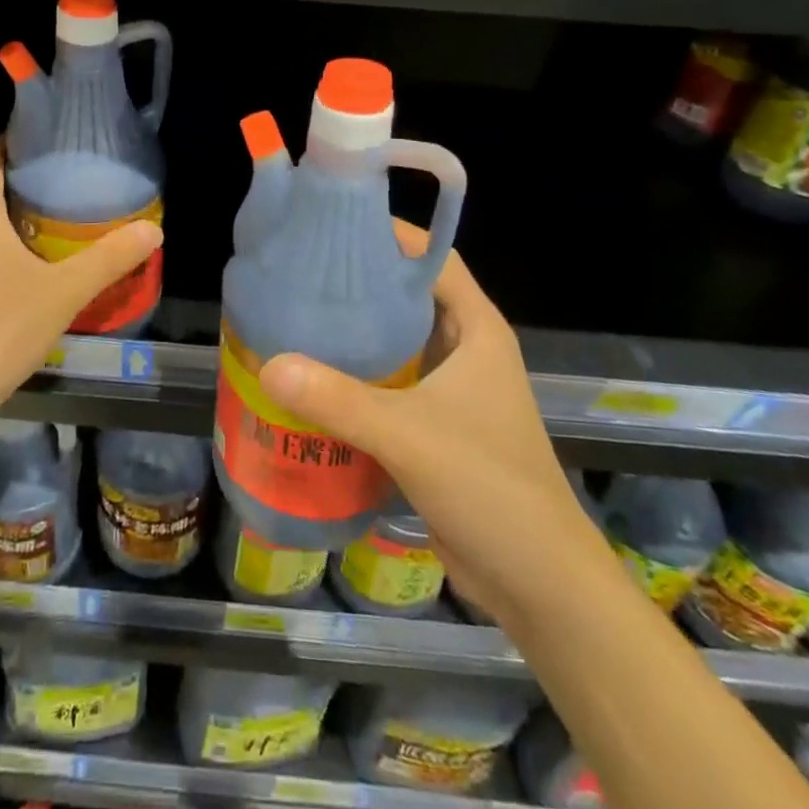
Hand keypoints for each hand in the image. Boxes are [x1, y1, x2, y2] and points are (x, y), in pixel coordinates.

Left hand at [0, 141, 163, 427]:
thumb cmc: (1, 327)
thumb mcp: (65, 291)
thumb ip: (109, 259)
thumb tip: (153, 229)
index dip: (8, 144)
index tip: (42, 140)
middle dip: (21, 183)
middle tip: (66, 180)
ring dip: (14, 220)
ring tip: (58, 219)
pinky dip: (5, 251)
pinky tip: (35, 270)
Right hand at [255, 222, 583, 613]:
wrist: (540, 585)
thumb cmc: (490, 488)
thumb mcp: (411, 436)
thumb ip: (339, 400)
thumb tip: (269, 365)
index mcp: (476, 330)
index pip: (433, 257)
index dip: (390, 234)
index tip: (335, 222)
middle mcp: (464, 350)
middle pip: (407, 296)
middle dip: (359, 283)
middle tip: (298, 270)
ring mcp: (450, 391)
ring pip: (396, 343)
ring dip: (353, 334)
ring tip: (293, 317)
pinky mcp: (434, 427)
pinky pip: (388, 386)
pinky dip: (355, 378)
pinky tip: (310, 380)